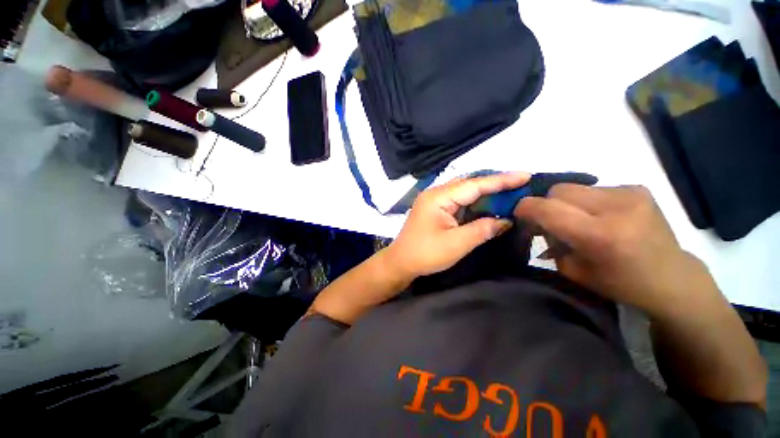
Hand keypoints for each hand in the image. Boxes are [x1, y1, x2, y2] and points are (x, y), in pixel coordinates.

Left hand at [385, 172, 528, 280]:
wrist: (400, 262)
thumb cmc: (426, 254)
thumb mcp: (457, 243)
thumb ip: (483, 229)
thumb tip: (506, 221)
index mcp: (438, 197)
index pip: (474, 184)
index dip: (501, 180)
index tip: (525, 175)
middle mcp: (435, 194)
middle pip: (469, 184)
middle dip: (494, 184)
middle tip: (521, 184)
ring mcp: (434, 201)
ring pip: (464, 192)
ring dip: (485, 194)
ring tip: (510, 193)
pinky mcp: (435, 210)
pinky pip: (458, 202)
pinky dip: (474, 203)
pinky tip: (488, 205)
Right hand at [514, 184, 711, 314]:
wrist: (672, 278)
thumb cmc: (619, 283)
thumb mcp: (572, 270)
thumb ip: (549, 242)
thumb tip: (534, 223)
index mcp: (599, 235)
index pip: (546, 208)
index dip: (525, 208)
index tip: (518, 214)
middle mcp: (616, 207)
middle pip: (559, 190)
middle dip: (547, 204)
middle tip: (550, 220)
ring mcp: (631, 194)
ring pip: (575, 187)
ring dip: (567, 202)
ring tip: (578, 219)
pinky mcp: (638, 188)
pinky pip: (594, 188)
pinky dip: (587, 201)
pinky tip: (599, 215)